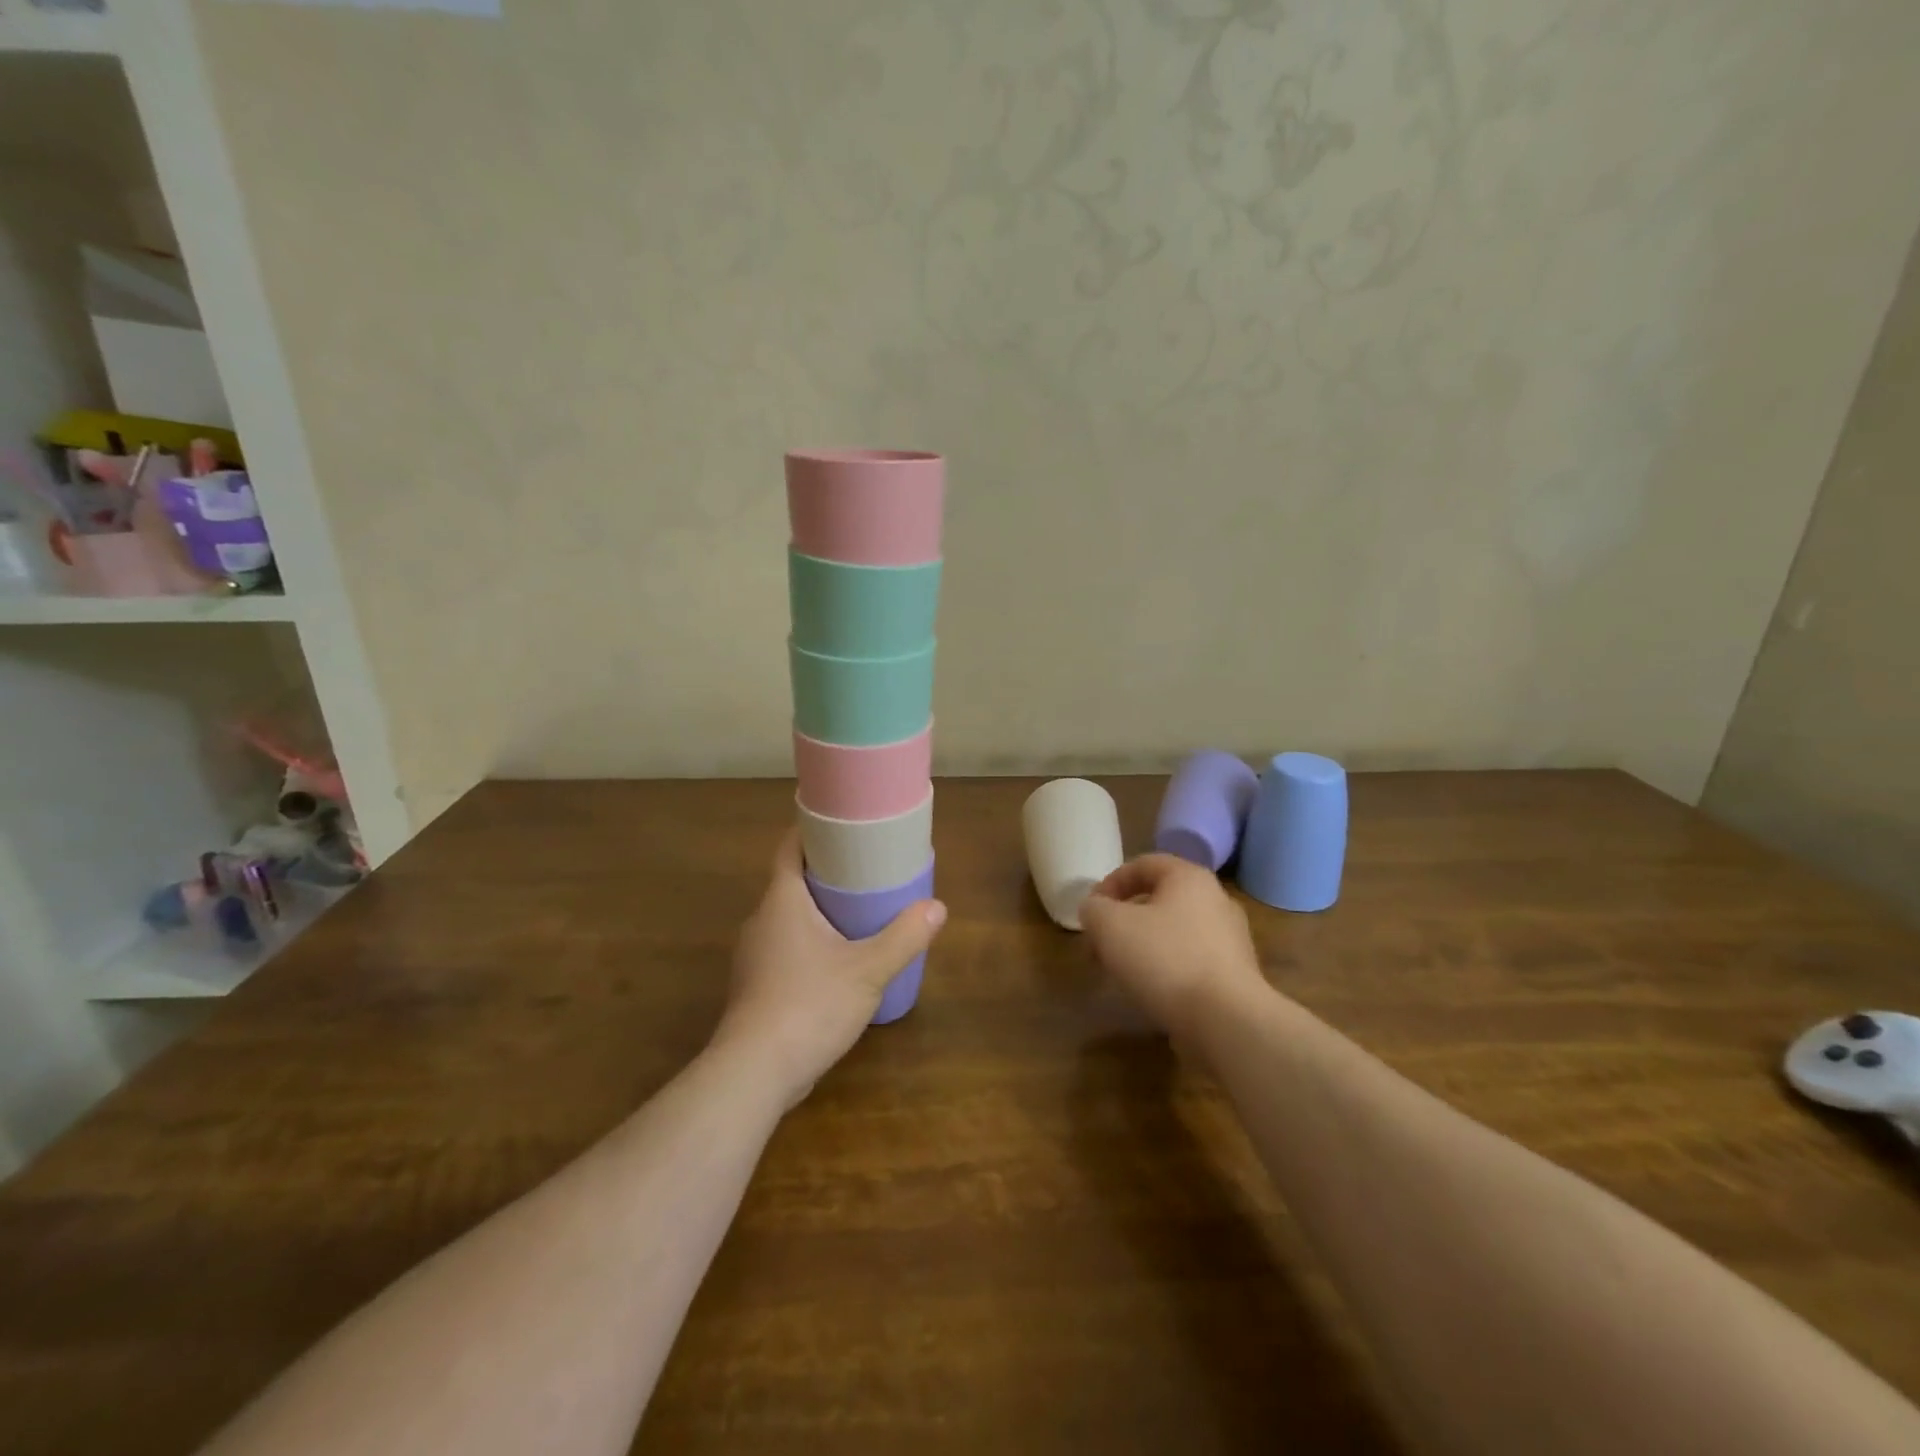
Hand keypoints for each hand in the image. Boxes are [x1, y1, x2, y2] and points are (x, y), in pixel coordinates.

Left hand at [715, 829, 945, 1108]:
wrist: (754, 1073)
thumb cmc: (810, 1005)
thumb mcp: (868, 970)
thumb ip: (904, 937)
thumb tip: (937, 907)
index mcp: (782, 901)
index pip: (790, 848)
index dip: (813, 831)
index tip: (843, 825)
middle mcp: (762, 921)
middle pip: (792, 882)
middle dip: (826, 873)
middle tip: (866, 869)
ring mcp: (754, 956)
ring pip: (789, 919)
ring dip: (819, 911)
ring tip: (858, 913)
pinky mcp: (757, 987)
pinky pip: (786, 949)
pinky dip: (810, 943)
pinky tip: (837, 962)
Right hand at [1078, 854, 1266, 1037]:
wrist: (1226, 1021)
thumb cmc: (1165, 959)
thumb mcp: (1110, 926)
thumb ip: (1094, 909)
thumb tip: (1095, 910)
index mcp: (1189, 878)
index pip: (1143, 864)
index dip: (1110, 883)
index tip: (1090, 910)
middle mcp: (1216, 901)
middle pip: (1158, 900)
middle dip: (1123, 920)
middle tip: (1099, 944)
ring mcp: (1230, 940)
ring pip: (1173, 933)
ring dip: (1142, 946)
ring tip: (1119, 971)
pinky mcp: (1234, 976)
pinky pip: (1190, 962)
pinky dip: (1165, 970)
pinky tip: (1149, 991)